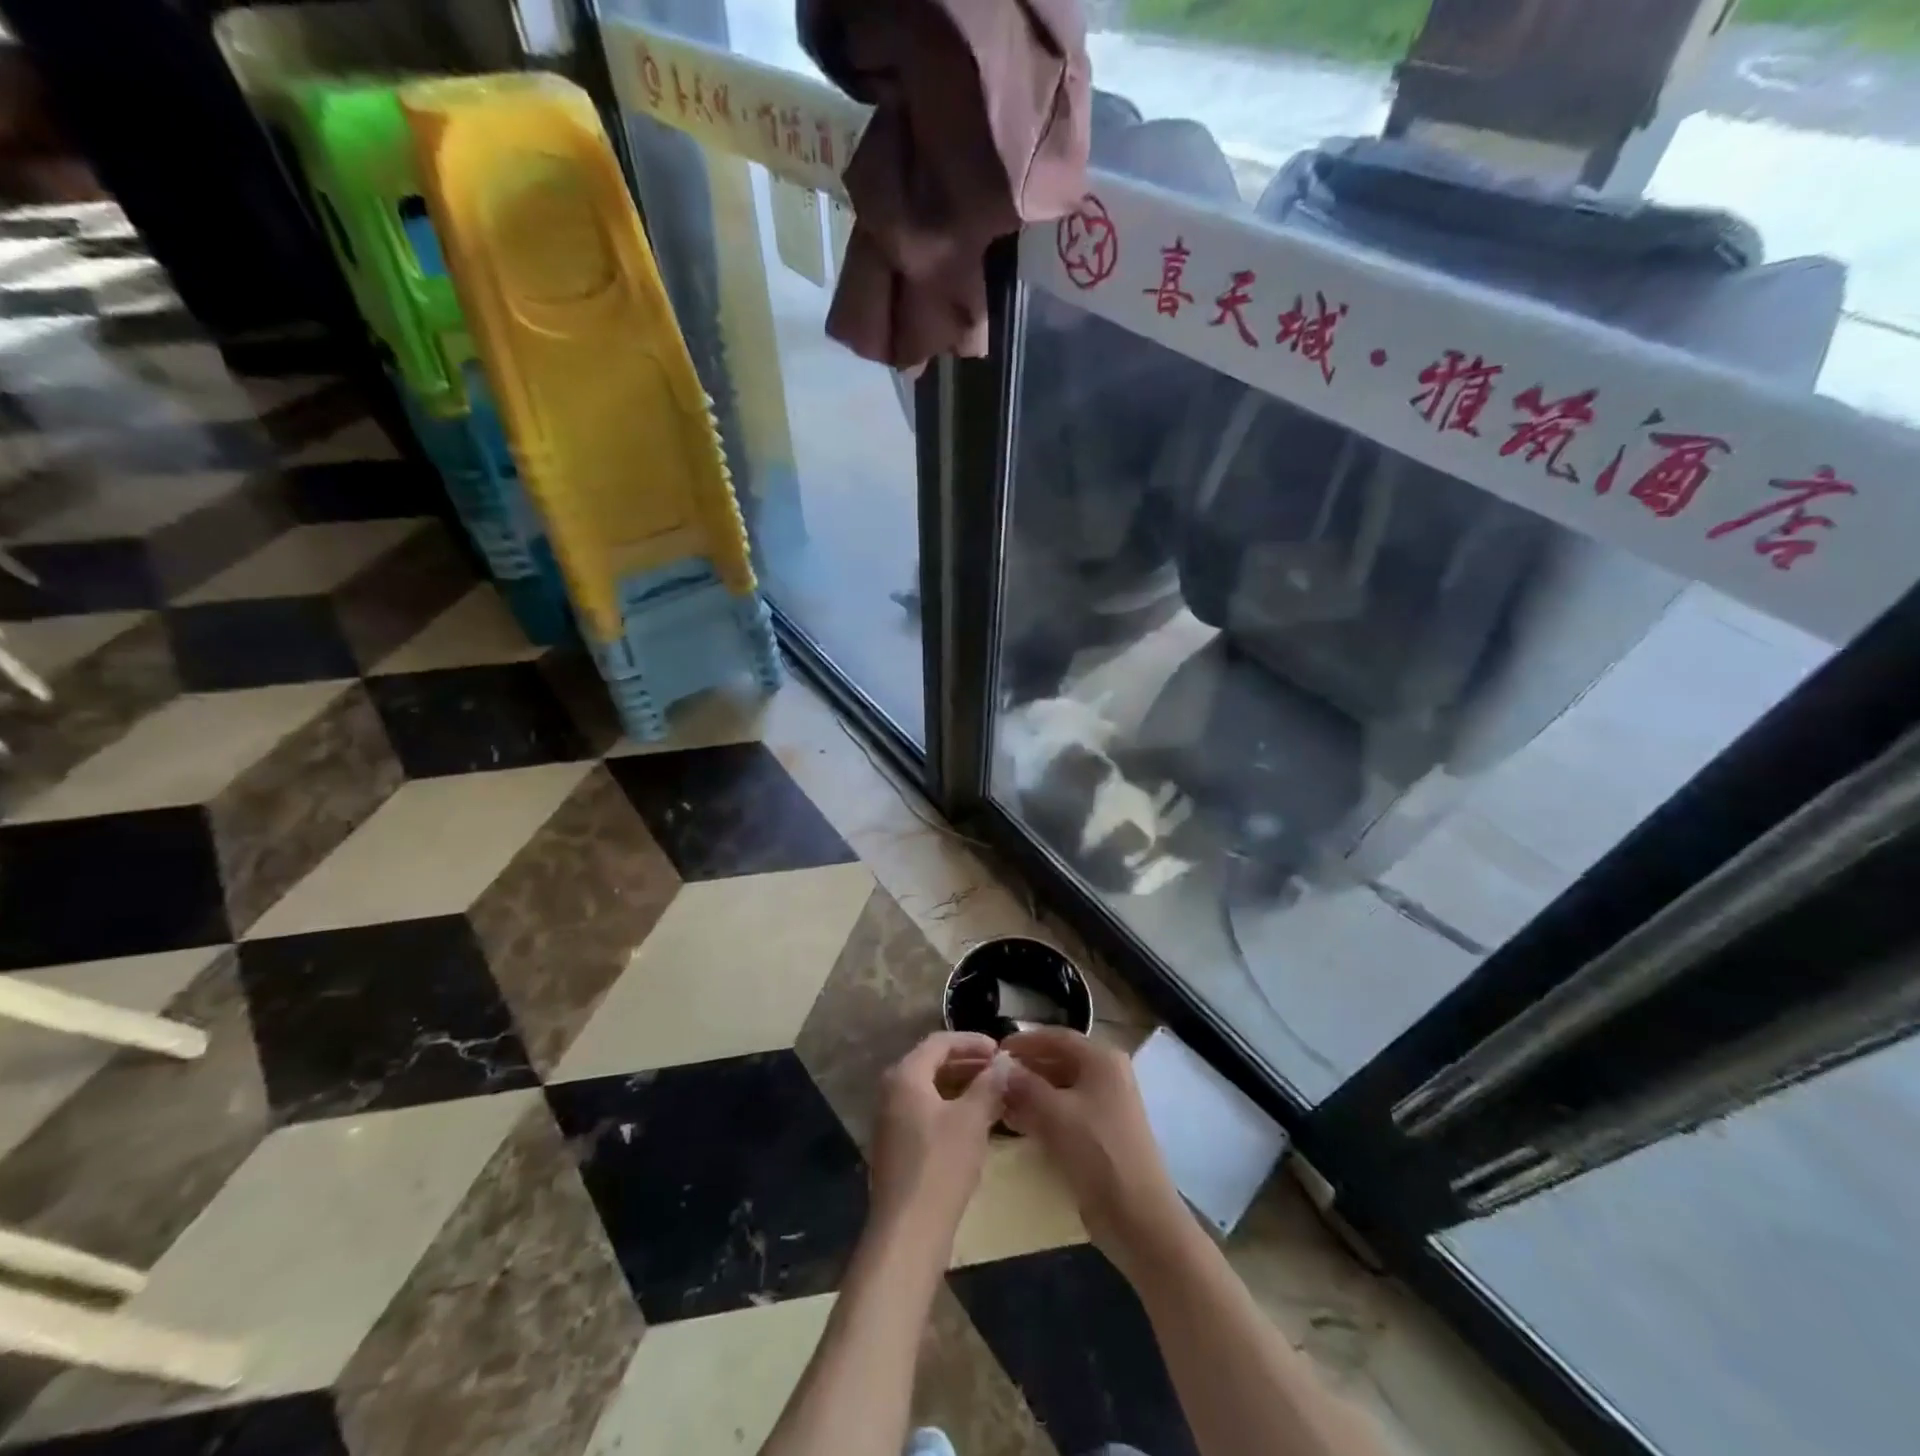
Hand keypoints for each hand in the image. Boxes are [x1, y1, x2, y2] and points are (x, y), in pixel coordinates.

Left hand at [867, 1031, 1008, 1247]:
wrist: (908, 1232)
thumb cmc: (941, 1166)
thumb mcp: (972, 1120)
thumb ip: (989, 1085)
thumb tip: (1004, 1063)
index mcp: (905, 1076)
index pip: (940, 1042)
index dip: (972, 1041)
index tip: (1000, 1050)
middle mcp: (892, 1091)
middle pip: (932, 1063)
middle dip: (968, 1062)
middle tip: (1000, 1070)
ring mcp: (891, 1120)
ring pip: (930, 1089)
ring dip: (961, 1086)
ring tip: (993, 1093)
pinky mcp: (896, 1146)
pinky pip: (925, 1111)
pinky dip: (950, 1107)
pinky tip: (975, 1122)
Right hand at [1002, 1027, 1190, 1276]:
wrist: (1138, 1216)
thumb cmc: (1098, 1153)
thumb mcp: (1056, 1114)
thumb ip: (1025, 1086)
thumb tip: (999, 1068)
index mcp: (1101, 1060)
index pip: (1057, 1037)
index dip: (1025, 1041)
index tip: (995, 1049)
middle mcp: (1106, 1075)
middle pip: (1059, 1061)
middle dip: (1026, 1068)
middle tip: (992, 1078)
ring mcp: (1106, 1105)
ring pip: (1061, 1088)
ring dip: (1031, 1092)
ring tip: (998, 1101)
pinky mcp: (1101, 1133)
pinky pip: (1066, 1112)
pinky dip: (1043, 1113)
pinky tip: (1018, 1124)